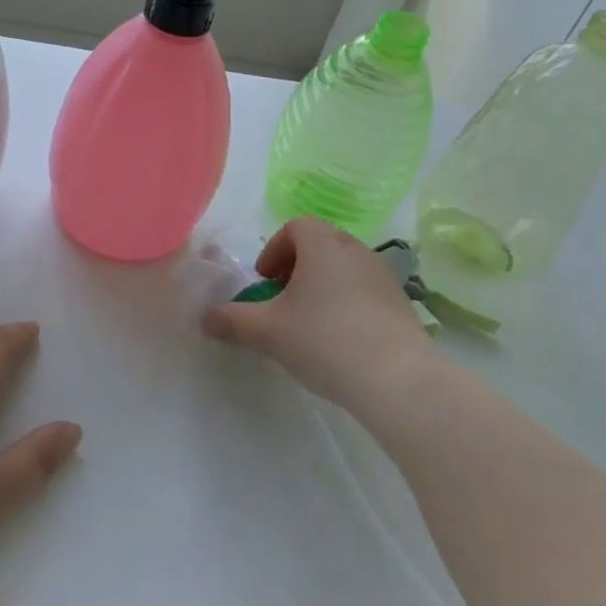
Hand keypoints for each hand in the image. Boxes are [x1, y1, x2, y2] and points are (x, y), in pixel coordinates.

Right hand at [202, 217, 436, 420]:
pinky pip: (365, 290)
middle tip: (283, 301)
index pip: (296, 226)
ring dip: (323, 285)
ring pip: (344, 267)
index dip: (274, 250)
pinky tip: (340, 340)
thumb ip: (232, 320)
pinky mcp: (400, 302)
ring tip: (310, 323)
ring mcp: (382, 275)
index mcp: (323, 245)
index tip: (265, 282)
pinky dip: (347, 302)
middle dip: (297, 267)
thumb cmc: (324, 340)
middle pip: (321, 244)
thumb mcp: (267, 332)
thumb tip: (205, 318)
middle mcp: (355, 250)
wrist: (396, 378)